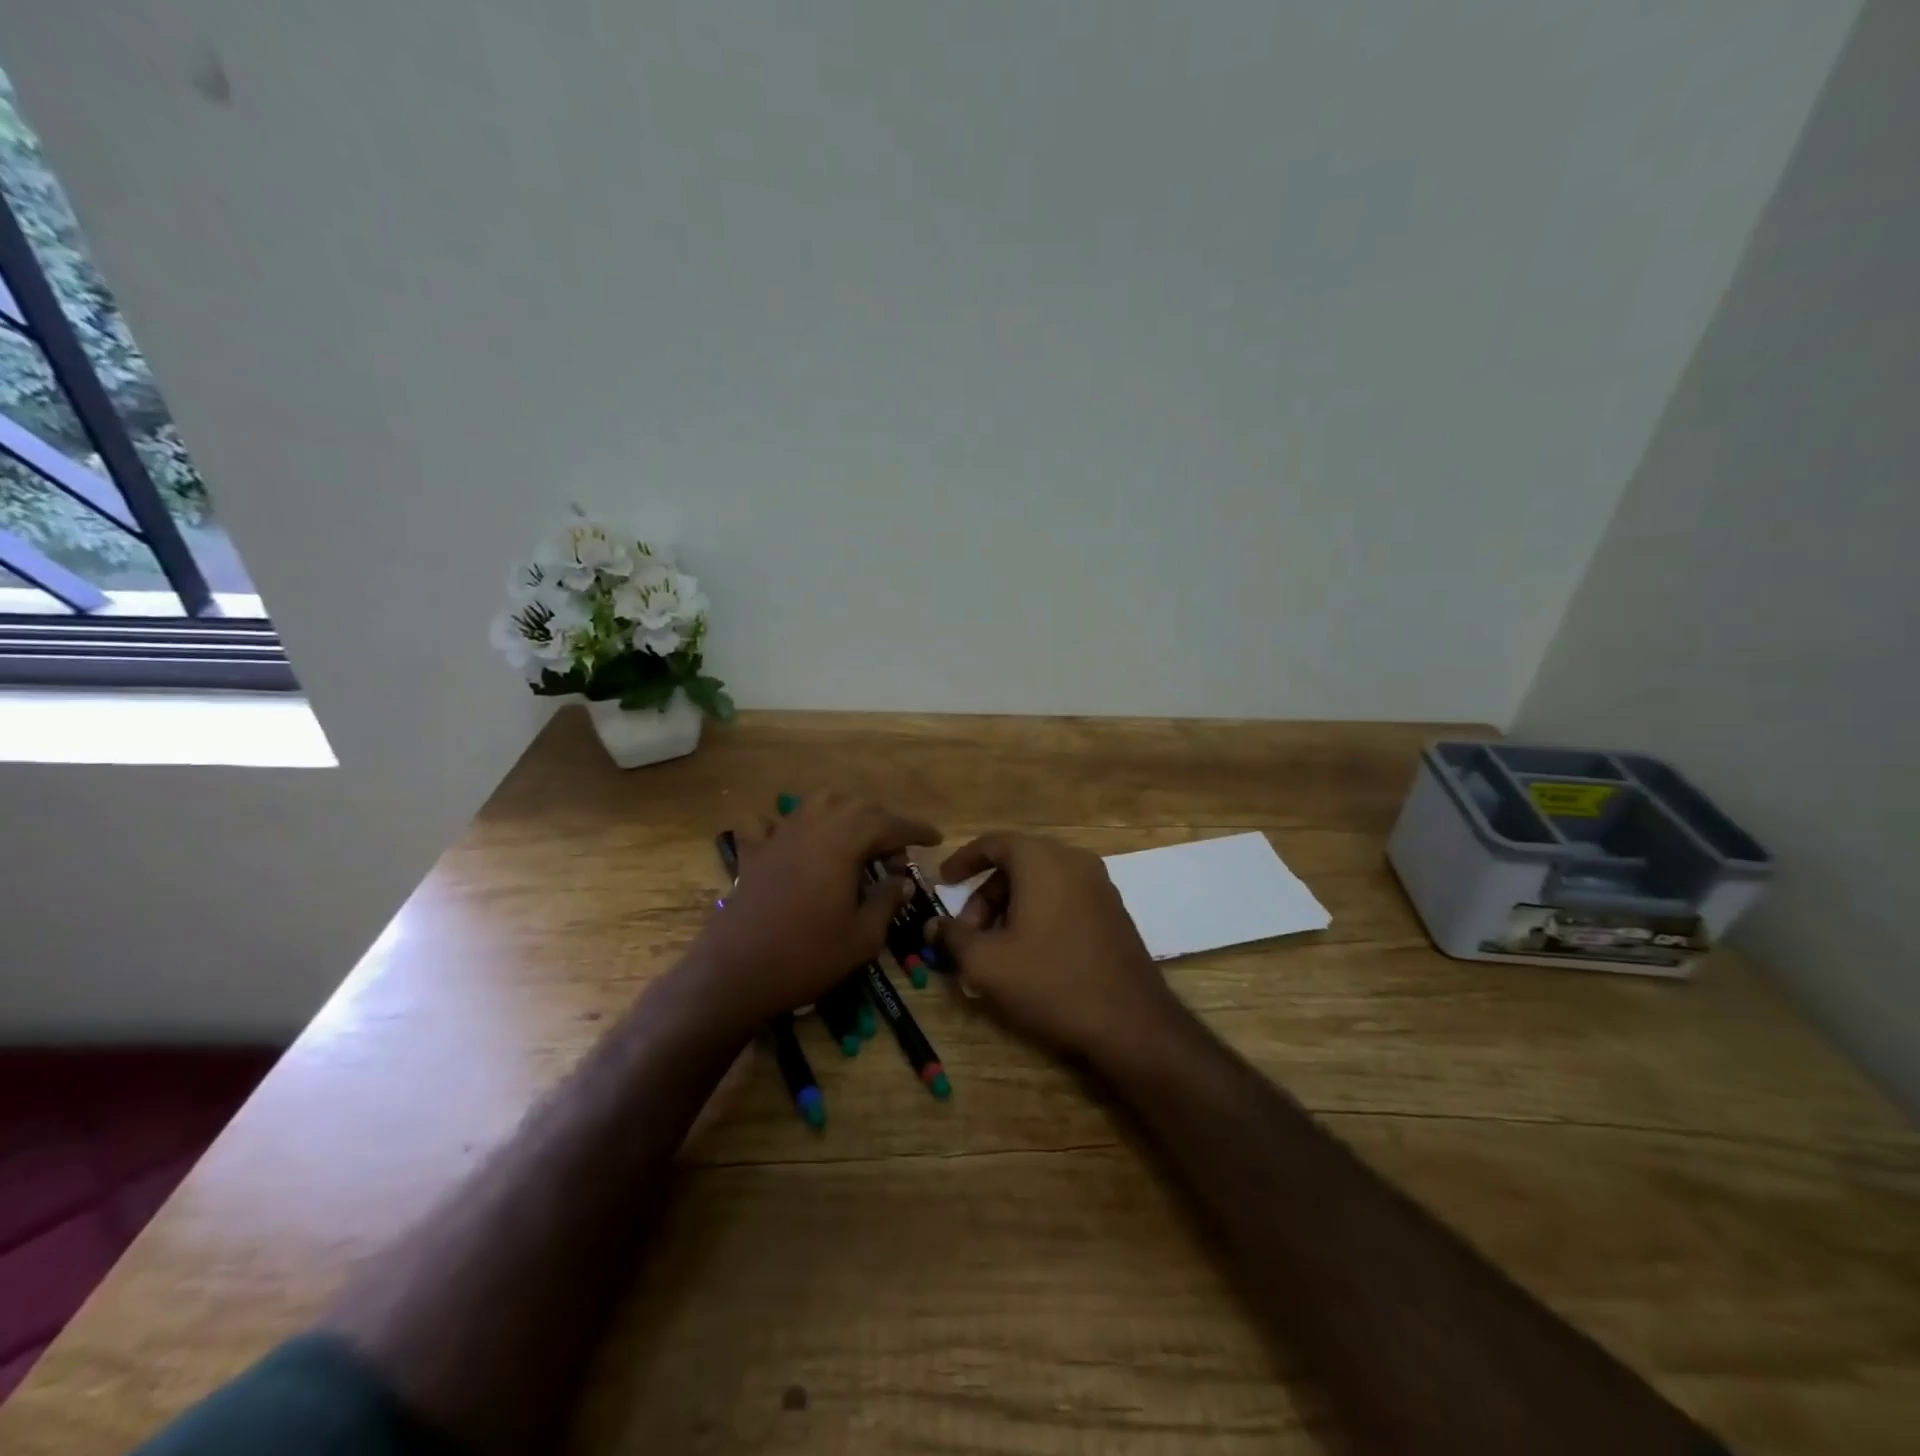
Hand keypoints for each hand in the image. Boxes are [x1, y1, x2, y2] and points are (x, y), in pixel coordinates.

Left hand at [683, 791, 940, 1033]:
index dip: (915, 830)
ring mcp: (779, 835)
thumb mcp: (862, 936)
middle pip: (856, 806)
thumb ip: (886, 901)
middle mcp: (813, 825)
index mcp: (844, 841)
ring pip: (818, 803)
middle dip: (882, 822)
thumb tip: (901, 881)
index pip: (890, 824)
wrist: (736, 973)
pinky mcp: (754, 852)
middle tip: (895, 855)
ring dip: (843, 813)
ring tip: (856, 839)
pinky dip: (785, 823)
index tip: (935, 838)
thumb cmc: (807, 955)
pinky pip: (769, 822)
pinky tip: (792, 838)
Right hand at [929, 832, 1182, 1063]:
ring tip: (995, 949)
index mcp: (1042, 860)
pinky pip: (1064, 898)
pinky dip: (1038, 913)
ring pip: (1041, 882)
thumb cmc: (1050, 981)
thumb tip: (933, 925)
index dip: (963, 860)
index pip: (994, 843)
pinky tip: (1029, 954)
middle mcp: (1073, 861)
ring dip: (1010, 907)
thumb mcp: (987, 963)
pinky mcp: (1113, 911)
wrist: (1130, 1022)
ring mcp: (1099, 885)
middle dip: (985, 896)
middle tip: (968, 934)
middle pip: (1017, 864)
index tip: (943, 882)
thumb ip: (953, 937)